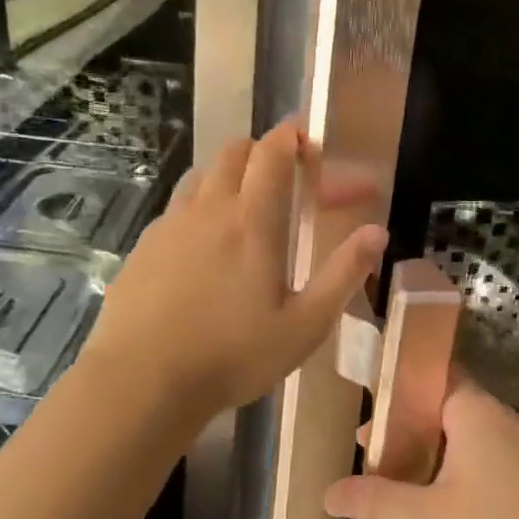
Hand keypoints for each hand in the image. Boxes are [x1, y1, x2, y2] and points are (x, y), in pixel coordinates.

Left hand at [81, 119, 386, 425]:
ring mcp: (170, 224)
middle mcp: (209, 209)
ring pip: (202, 174)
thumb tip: (377, 232)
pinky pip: (176, 207)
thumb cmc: (232, 356)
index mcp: (253, 221)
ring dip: (227, 174)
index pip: (272, 153)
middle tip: (281, 176)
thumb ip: (343, 274)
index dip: (291, 136)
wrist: (141, 382)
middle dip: (261, 150)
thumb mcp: (304, 326)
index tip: (307, 139)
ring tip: (243, 206)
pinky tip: (202, 246)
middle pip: (234, 151)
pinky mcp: (144, 245)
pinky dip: (198, 206)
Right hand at [324, 384, 518, 518]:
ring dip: (428, 452)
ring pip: (464, 437)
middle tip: (368, 450)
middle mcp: (502, 421)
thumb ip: (377, 499)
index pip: (433, 373)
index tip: (365, 402)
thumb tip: (328, 492)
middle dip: (405, 425)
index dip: (398, 383)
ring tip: (392, 480)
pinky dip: (453, 470)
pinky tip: (433, 504)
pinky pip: (483, 460)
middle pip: (445, 405)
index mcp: (477, 412)